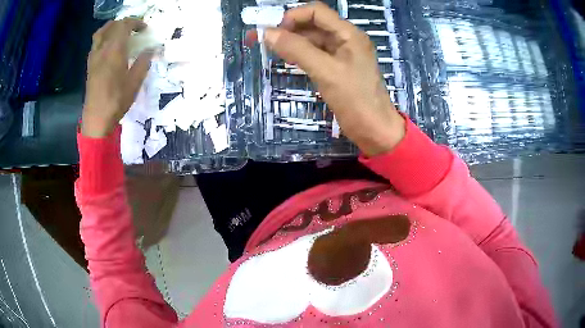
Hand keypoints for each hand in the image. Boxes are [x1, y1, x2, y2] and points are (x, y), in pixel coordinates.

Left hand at [82, 18, 153, 137]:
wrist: (96, 118)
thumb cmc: (116, 101)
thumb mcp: (135, 82)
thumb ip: (143, 62)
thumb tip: (151, 49)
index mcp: (114, 50)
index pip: (124, 25)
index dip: (136, 22)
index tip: (144, 28)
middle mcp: (102, 49)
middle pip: (113, 26)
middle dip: (125, 23)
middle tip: (134, 29)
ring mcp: (94, 57)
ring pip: (101, 32)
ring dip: (112, 27)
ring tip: (120, 32)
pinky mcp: (90, 65)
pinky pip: (95, 43)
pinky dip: (104, 37)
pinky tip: (108, 46)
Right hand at [259, 2, 405, 155]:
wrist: (375, 131)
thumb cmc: (355, 100)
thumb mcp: (325, 71)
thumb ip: (297, 49)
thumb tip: (267, 33)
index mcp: (348, 33)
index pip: (316, 11)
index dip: (293, 16)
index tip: (273, 31)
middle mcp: (346, 39)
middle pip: (313, 24)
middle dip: (289, 29)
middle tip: (266, 41)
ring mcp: (343, 54)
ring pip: (313, 39)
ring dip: (293, 42)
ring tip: (273, 51)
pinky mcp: (338, 68)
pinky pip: (316, 54)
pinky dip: (301, 54)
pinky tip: (288, 60)